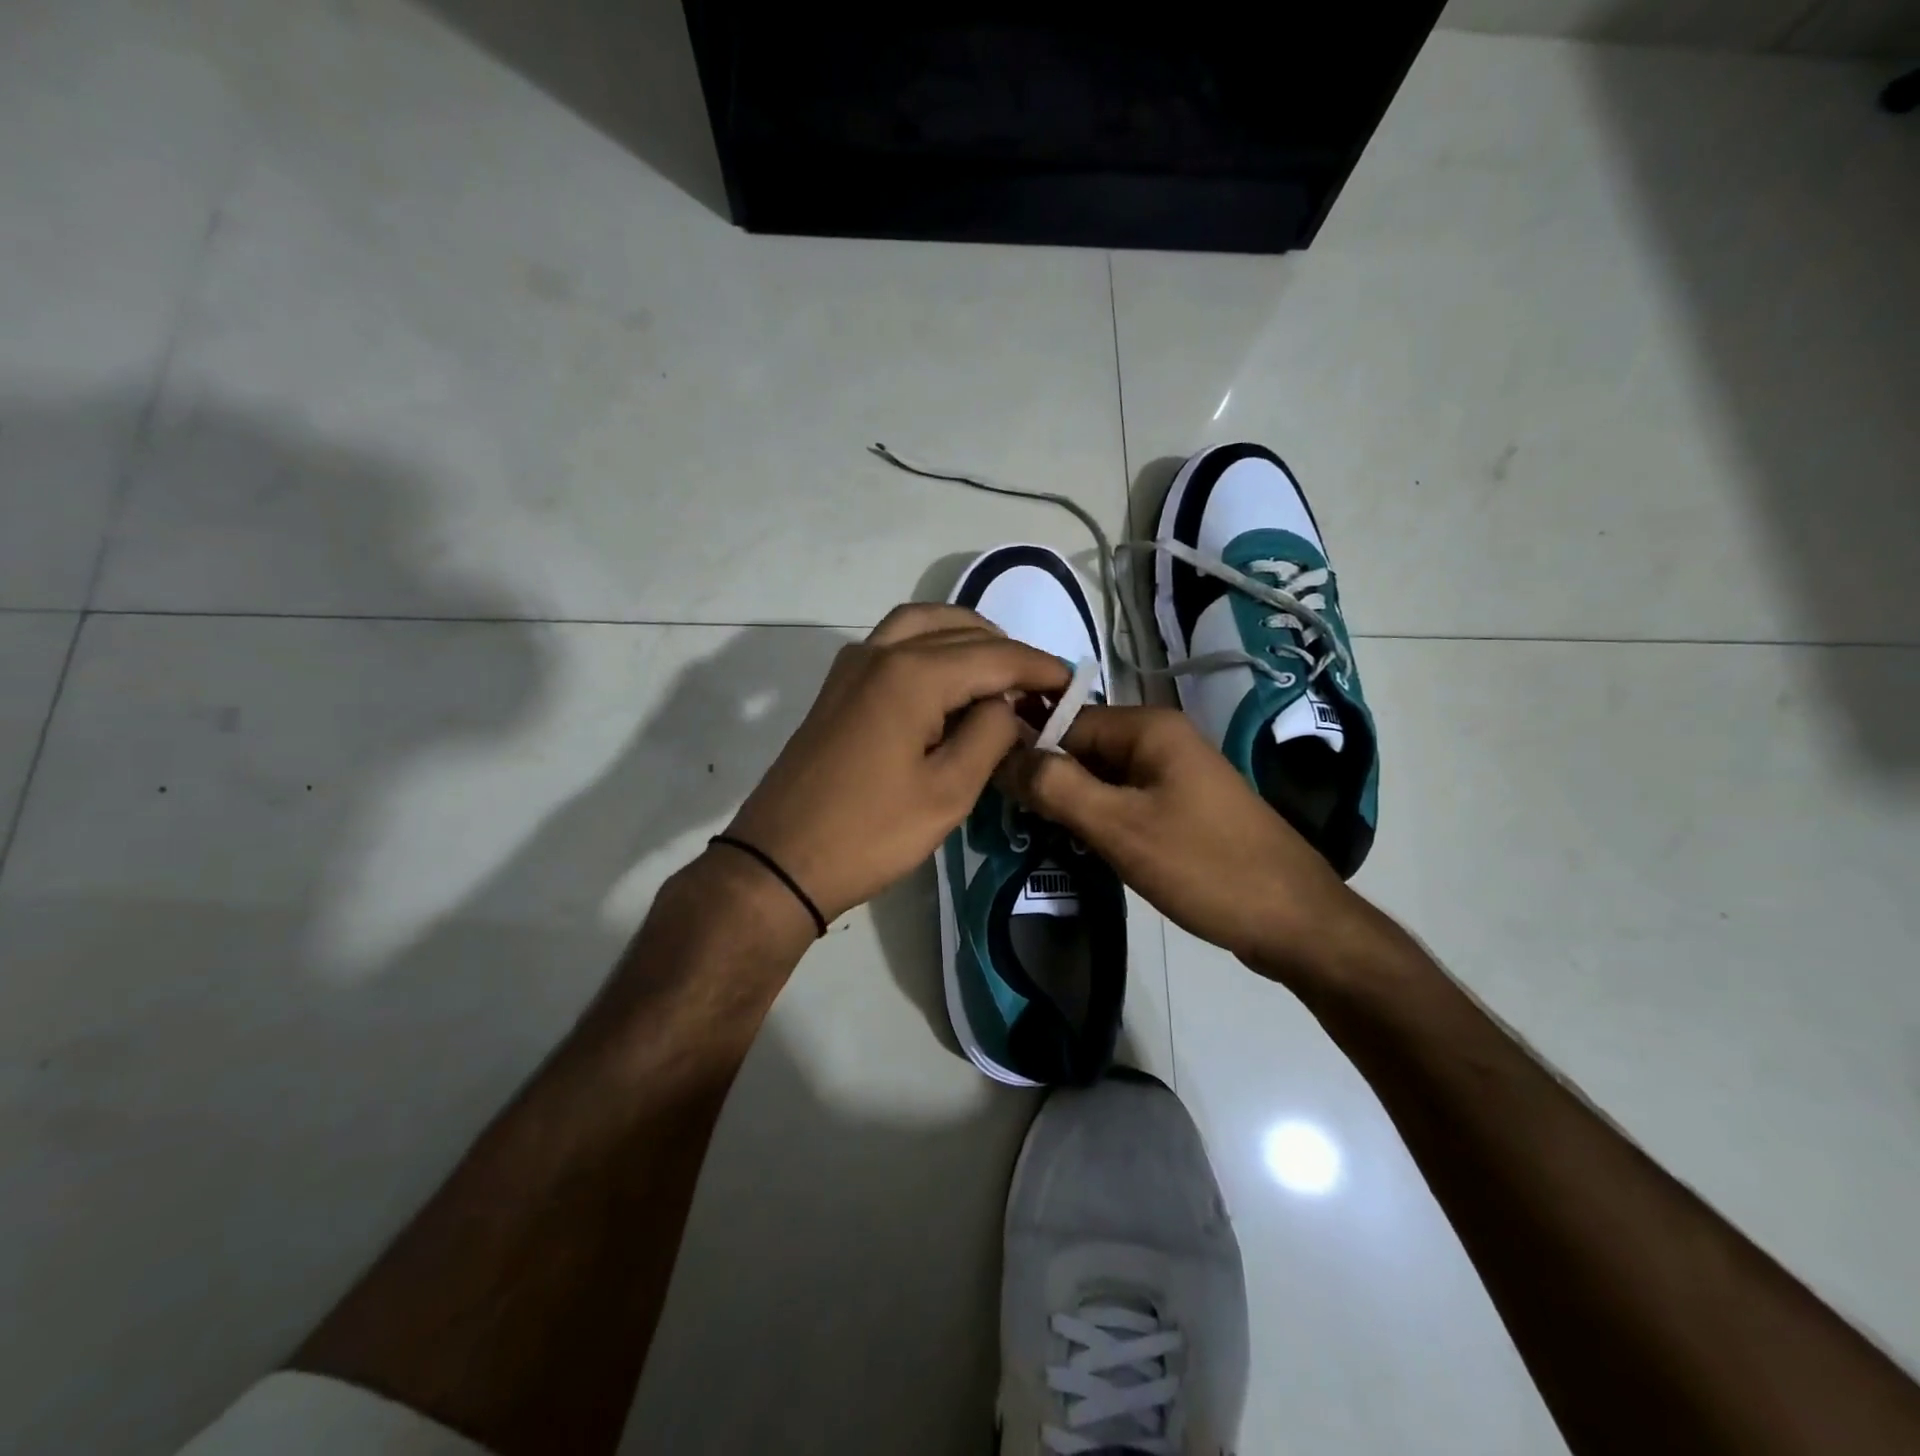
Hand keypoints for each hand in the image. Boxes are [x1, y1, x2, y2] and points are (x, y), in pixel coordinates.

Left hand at [722, 604, 1069, 922]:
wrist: (780, 861)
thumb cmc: (870, 833)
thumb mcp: (948, 792)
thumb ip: (989, 735)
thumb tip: (1008, 706)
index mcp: (913, 673)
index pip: (995, 655)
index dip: (1040, 669)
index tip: (1074, 687)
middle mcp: (881, 652)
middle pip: (960, 630)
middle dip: (1007, 653)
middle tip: (1039, 690)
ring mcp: (853, 665)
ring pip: (923, 625)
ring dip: (967, 638)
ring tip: (999, 675)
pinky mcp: (839, 686)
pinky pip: (895, 643)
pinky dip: (932, 647)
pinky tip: (950, 684)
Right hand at [1000, 705, 1380, 985]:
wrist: (1294, 921)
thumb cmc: (1205, 867)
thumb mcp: (1120, 827)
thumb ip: (1057, 787)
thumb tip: (1003, 754)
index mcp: (1149, 727)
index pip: (1065, 722)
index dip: (1028, 751)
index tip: (995, 790)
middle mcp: (1161, 739)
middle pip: (1083, 748)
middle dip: (1049, 781)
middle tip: (1016, 821)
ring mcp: (1174, 773)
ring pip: (1101, 777)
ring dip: (1072, 803)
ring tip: (1041, 835)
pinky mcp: (1181, 806)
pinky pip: (1125, 799)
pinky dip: (1099, 818)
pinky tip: (1082, 846)